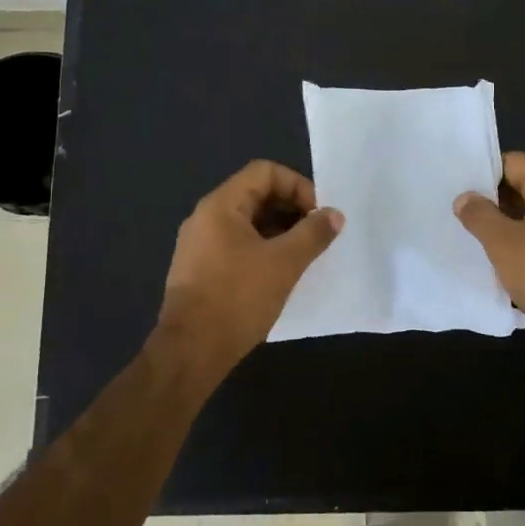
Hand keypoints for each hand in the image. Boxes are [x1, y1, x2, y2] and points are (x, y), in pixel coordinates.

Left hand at [157, 160, 342, 371]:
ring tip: (304, 256)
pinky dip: (264, 250)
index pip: (265, 172)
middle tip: (317, 235)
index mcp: (221, 206)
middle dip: (292, 209)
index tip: (318, 215)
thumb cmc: (237, 299)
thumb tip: (334, 214)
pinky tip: (281, 274)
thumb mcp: (284, 263)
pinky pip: (238, 245)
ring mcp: (200, 245)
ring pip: (248, 223)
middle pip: (256, 194)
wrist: (190, 352)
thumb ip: (312, 234)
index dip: (297, 186)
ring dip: (280, 232)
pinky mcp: (201, 270)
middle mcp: (206, 218)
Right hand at [454, 152, 524, 360]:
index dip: (484, 169)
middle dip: (490, 200)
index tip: (456, 183)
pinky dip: (519, 250)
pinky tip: (497, 265)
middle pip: (522, 190)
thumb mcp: (503, 242)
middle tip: (456, 211)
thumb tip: (465, 197)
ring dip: (503, 228)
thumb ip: (480, 215)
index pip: (514, 162)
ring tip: (469, 237)